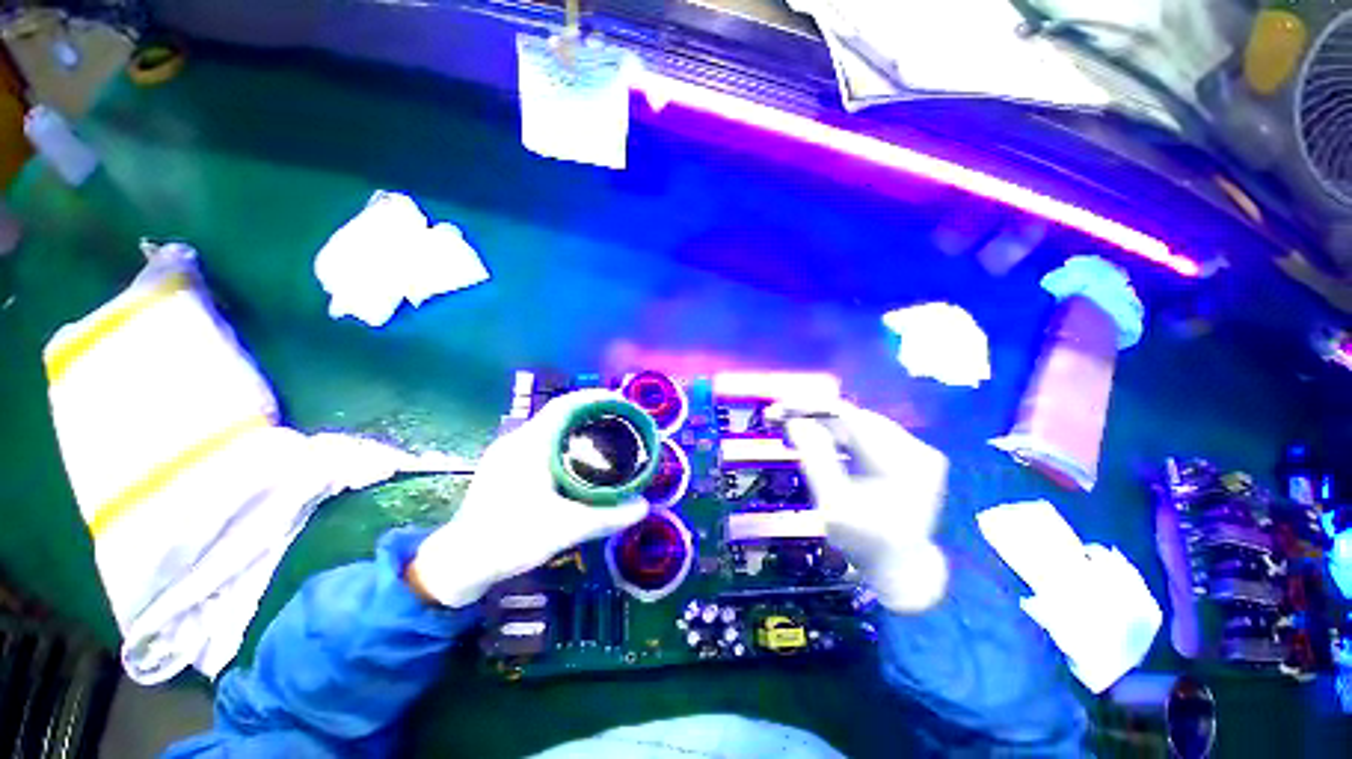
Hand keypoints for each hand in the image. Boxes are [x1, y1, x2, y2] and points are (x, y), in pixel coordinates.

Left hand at [409, 390, 649, 606]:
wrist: (459, 564)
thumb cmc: (511, 538)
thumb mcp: (566, 528)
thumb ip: (607, 516)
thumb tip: (643, 507)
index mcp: (530, 444)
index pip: (565, 405)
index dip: (594, 398)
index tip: (620, 402)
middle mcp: (516, 441)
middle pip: (559, 414)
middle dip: (590, 412)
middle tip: (619, 422)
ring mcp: (506, 454)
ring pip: (548, 428)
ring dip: (576, 427)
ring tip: (603, 437)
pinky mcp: (502, 468)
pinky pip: (539, 443)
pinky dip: (562, 442)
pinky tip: (575, 461)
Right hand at [782, 401, 948, 611]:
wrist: (899, 567)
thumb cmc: (864, 542)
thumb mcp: (834, 505)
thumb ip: (816, 461)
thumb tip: (796, 421)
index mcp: (903, 464)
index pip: (852, 419)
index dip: (813, 408)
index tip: (782, 407)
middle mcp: (917, 450)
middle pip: (856, 419)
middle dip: (816, 415)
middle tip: (782, 416)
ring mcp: (917, 451)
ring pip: (860, 424)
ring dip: (826, 424)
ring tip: (796, 426)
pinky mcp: (910, 454)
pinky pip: (868, 434)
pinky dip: (841, 434)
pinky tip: (821, 438)